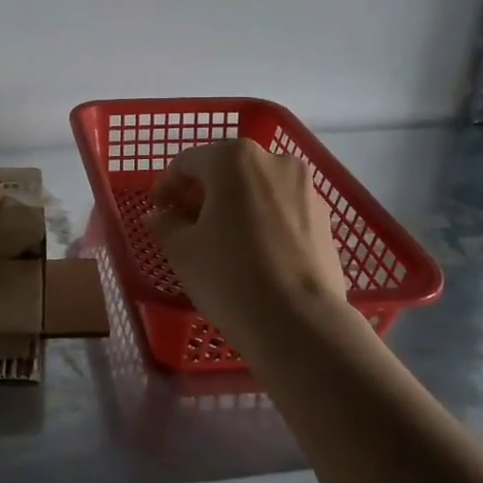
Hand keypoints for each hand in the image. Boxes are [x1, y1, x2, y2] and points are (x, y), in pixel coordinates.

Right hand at [147, 139, 347, 335]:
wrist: (300, 323)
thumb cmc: (229, 276)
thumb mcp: (182, 250)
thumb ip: (165, 223)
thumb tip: (160, 216)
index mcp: (234, 159)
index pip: (187, 162)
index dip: (166, 186)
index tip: (158, 211)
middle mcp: (274, 161)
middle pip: (225, 170)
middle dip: (202, 193)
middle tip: (185, 224)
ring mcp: (305, 188)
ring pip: (256, 188)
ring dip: (233, 206)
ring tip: (220, 240)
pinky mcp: (324, 217)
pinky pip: (281, 209)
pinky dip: (261, 220)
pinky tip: (252, 252)